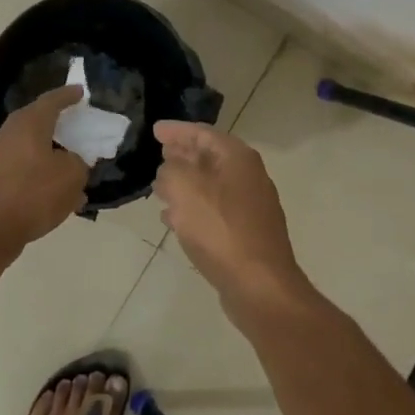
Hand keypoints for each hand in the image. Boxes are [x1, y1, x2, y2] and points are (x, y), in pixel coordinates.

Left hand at [0, 85, 89, 251]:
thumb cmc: (33, 194)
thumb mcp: (71, 176)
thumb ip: (78, 162)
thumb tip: (72, 161)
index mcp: (29, 123)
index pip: (52, 100)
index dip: (68, 95)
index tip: (81, 92)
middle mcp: (10, 133)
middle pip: (38, 121)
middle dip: (58, 123)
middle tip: (77, 124)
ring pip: (32, 148)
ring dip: (52, 155)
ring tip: (74, 168)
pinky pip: (25, 169)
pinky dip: (42, 175)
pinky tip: (59, 196)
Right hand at [153, 121, 314, 317]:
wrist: (259, 284)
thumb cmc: (220, 229)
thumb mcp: (185, 189)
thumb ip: (172, 169)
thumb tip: (170, 168)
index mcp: (237, 158)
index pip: (203, 133)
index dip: (177, 130)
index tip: (154, 130)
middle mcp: (249, 176)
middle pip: (210, 157)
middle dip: (182, 154)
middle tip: (159, 153)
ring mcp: (250, 206)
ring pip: (211, 185)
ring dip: (186, 183)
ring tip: (160, 186)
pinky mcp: (246, 233)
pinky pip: (214, 210)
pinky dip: (193, 208)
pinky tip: (173, 219)